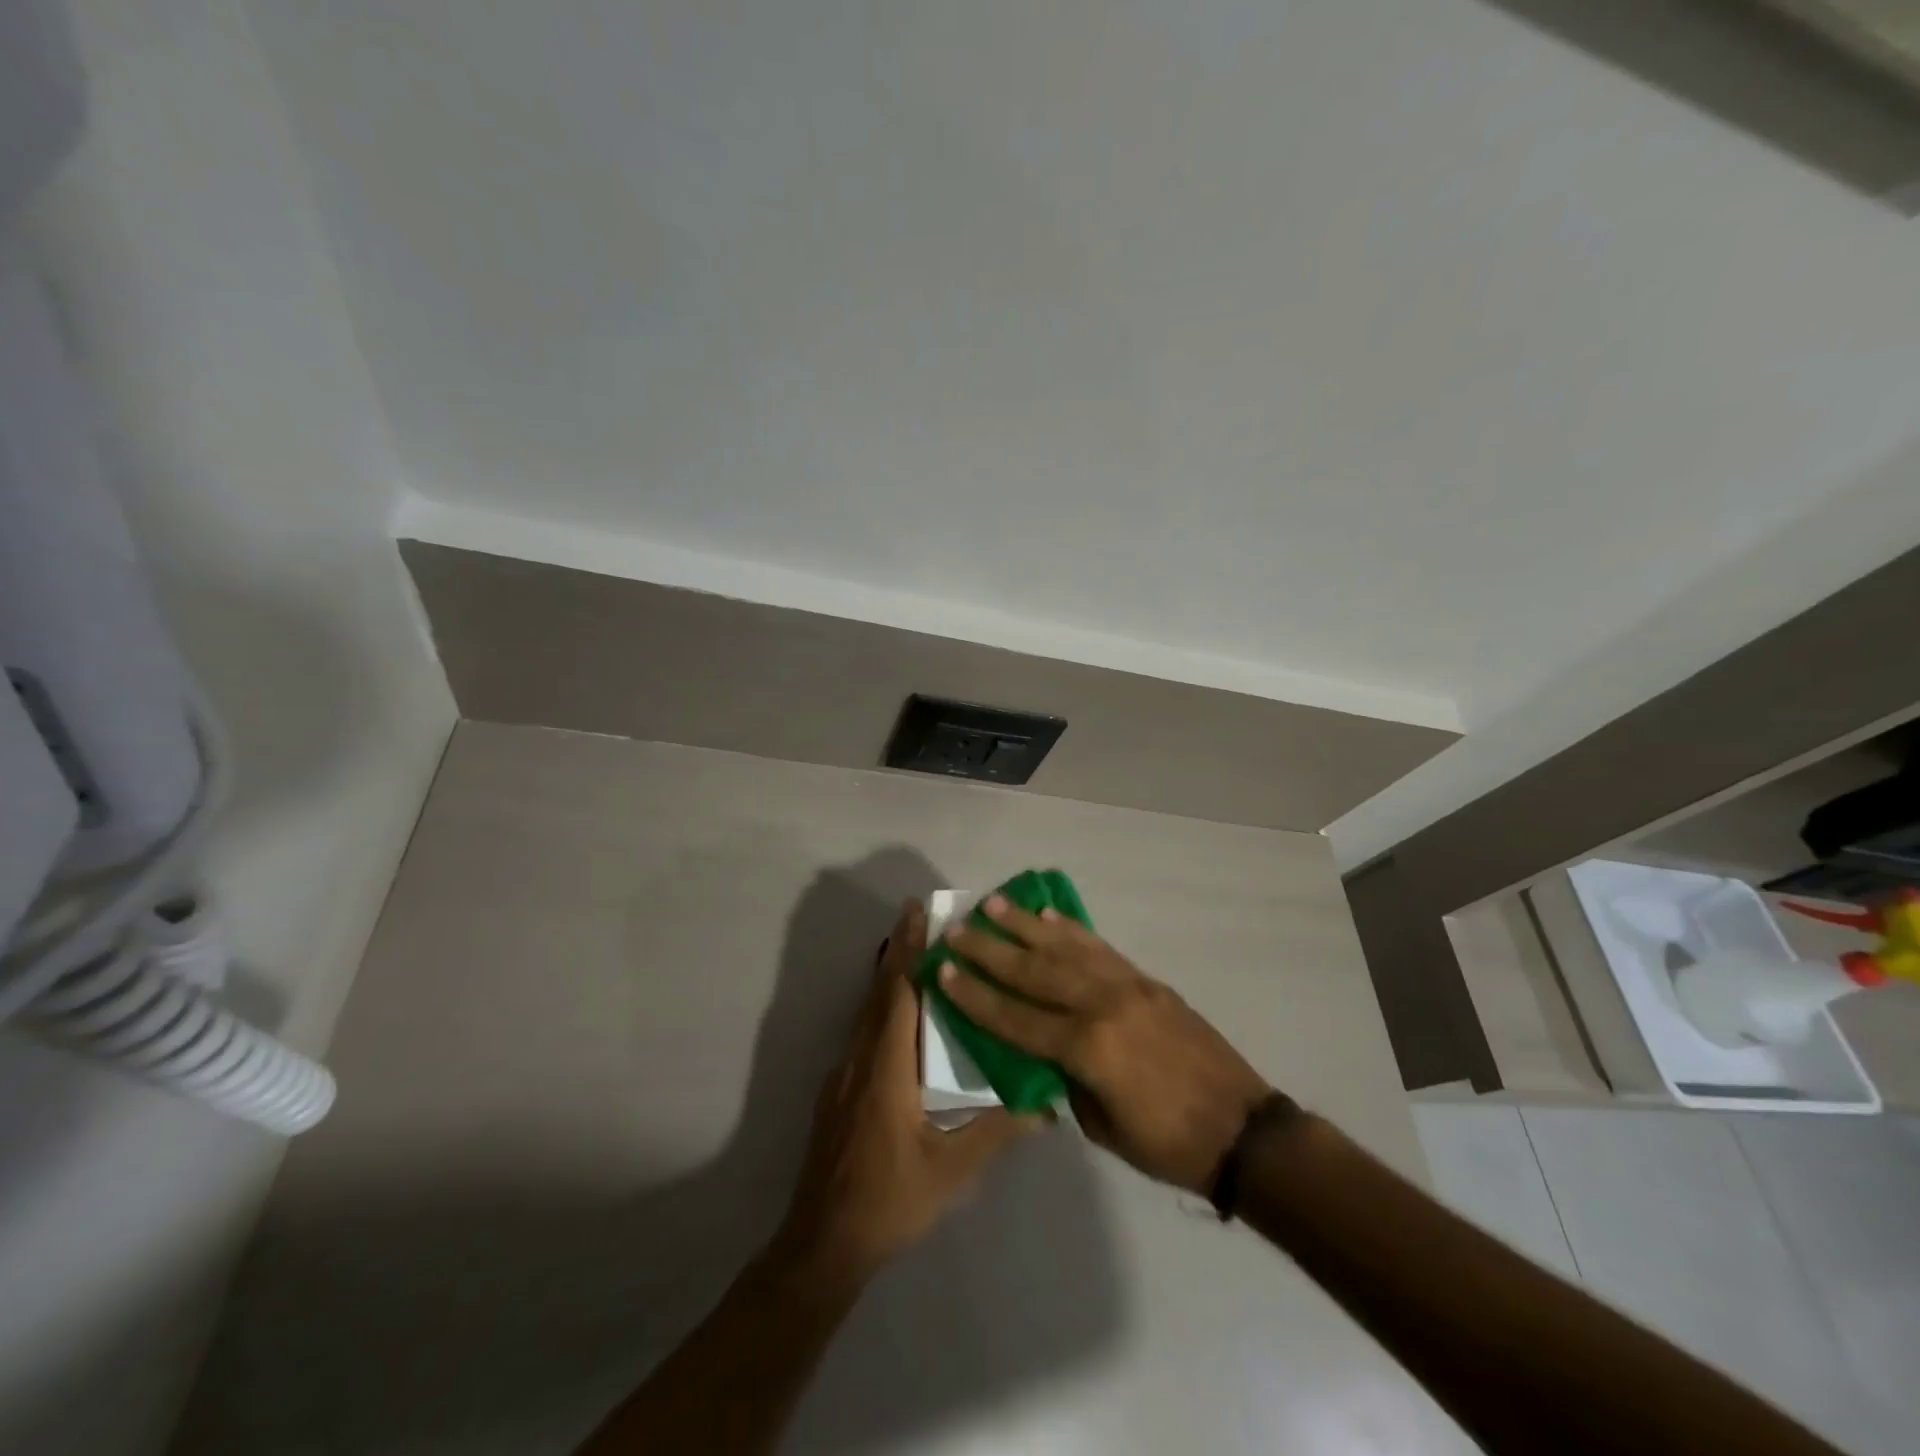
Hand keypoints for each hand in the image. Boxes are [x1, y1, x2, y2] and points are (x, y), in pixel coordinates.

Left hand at [771, 901, 1041, 1291]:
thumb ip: (996, 1132)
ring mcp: (845, 1076)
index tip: (918, 913)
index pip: (899, 995)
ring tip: (913, 950)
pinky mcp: (839, 1092)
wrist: (822, 1244)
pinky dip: (881, 1005)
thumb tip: (1044, 1104)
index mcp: (887, 1070)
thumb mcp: (951, 1172)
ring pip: (868, 1011)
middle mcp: (861, 1060)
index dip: (909, 952)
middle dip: (898, 950)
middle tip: (919, 914)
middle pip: (880, 993)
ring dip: (889, 975)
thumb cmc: (889, 1202)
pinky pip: (863, 1032)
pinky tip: (899, 1013)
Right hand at [941, 897, 1272, 1194]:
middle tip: (957, 929)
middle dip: (990, 950)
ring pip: (1065, 948)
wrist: (1242, 1130)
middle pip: (1035, 971)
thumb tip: (1041, 1050)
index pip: (1016, 1017)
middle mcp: (1103, 1005)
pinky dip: (1071, 930)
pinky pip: (1100, 948)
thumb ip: (1066, 1079)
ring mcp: (1128, 986)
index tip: (944, 970)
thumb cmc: (1167, 1144)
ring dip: (1025, 925)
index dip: (976, 996)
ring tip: (993, 904)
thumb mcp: (1102, 1126)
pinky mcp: (1147, 981)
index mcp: (1088, 1049)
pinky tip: (1049, 916)